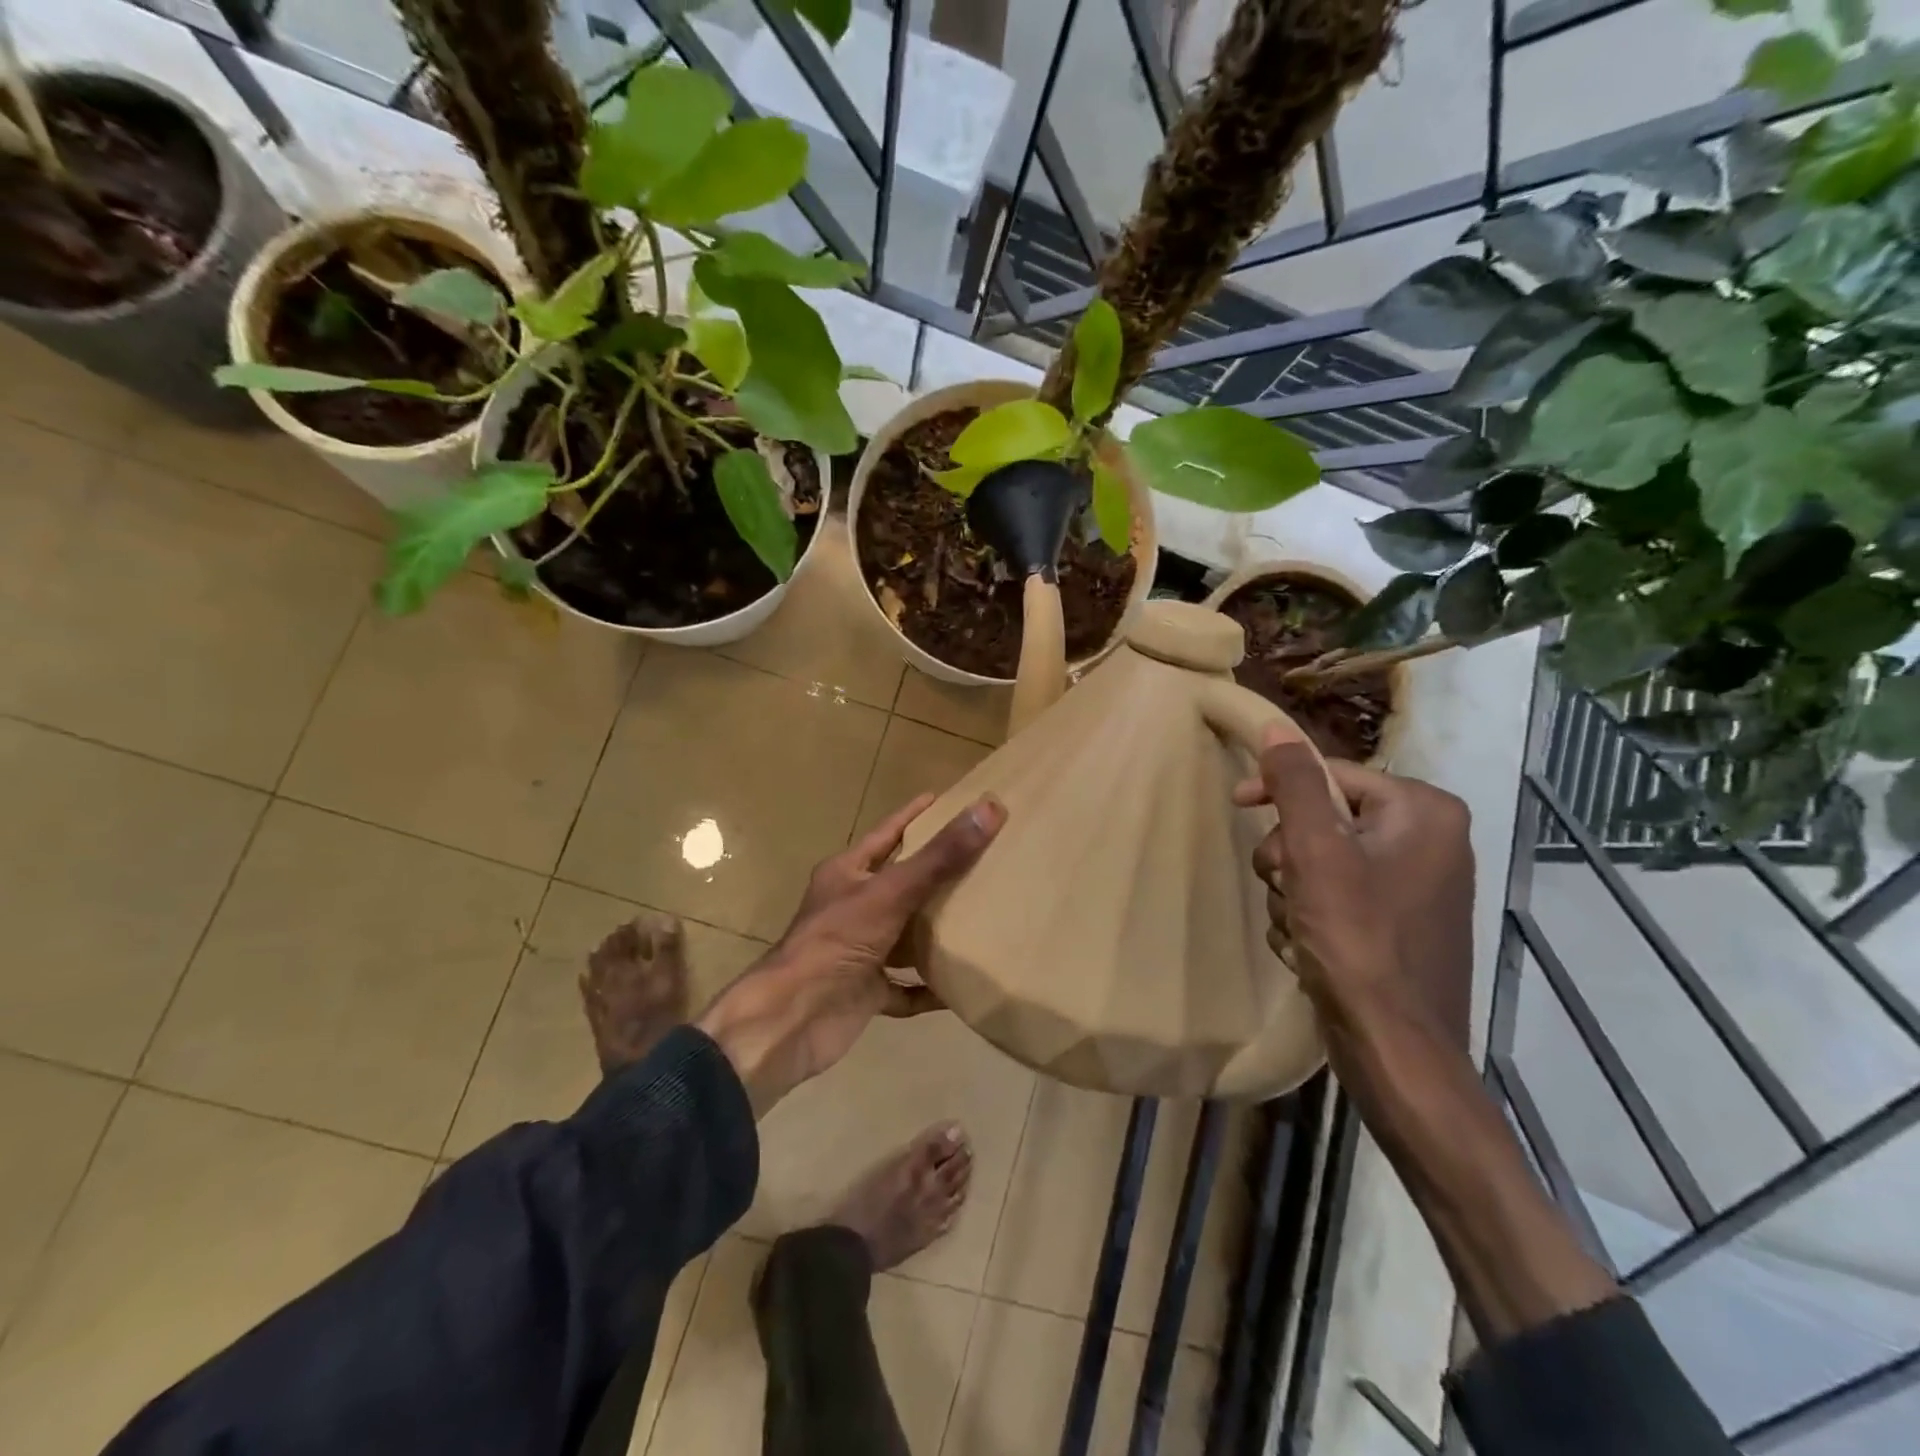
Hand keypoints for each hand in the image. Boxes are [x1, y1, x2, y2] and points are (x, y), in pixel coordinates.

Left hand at [695, 794, 1006, 1114]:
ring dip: (937, 931)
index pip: (887, 834)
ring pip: (906, 934)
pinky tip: (962, 984)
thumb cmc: (836, 942)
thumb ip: (940, 856)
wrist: (792, 1019)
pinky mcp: (867, 992)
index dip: (916, 816)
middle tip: (984, 858)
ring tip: (982, 917)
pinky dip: (931, 987)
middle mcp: (852, 908)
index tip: (949, 800)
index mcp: (848, 874)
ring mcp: (860, 951)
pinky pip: (907, 987)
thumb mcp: (891, 892)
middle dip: (937, 874)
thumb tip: (988, 808)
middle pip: (901, 884)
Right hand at [1236, 731, 1473, 1046]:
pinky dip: (1310, 918)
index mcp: (1425, 812)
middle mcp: (1429, 842)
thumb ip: (1296, 784)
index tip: (1236, 805)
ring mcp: (1414, 887)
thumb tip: (1276, 728)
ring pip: (1319, 863)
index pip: (1331, 775)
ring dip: (1293, 892)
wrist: (1395, 1048)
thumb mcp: (1317, 852)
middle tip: (1287, 888)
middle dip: (1289, 858)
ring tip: (1301, 928)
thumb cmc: (1358, 940)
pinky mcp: (1395, 926)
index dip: (1278, 789)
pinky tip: (1310, 949)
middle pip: (1322, 822)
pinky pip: (1333, 898)